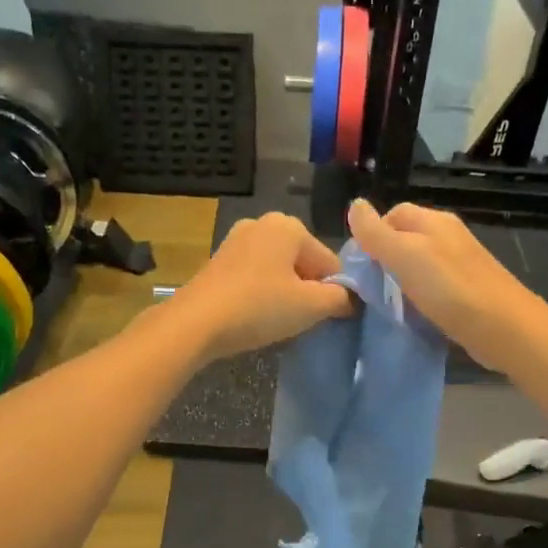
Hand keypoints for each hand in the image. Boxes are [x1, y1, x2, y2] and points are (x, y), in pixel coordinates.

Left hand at [168, 212, 353, 360]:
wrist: (195, 323)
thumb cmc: (258, 308)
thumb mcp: (310, 306)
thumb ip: (341, 298)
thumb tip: (352, 298)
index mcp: (289, 225)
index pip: (330, 262)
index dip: (334, 292)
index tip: (327, 317)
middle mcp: (263, 223)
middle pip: (304, 262)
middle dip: (308, 290)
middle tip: (300, 320)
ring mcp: (236, 240)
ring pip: (279, 270)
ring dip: (285, 293)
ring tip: (277, 320)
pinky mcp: (218, 260)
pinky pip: (255, 276)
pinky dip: (262, 293)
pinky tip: (255, 315)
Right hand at [346, 199, 547, 370]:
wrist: (505, 329)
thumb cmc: (450, 289)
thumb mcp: (405, 255)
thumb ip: (376, 233)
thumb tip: (354, 205)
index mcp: (434, 221)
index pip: (391, 215)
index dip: (371, 235)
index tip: (359, 266)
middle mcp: (448, 237)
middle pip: (405, 240)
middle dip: (384, 260)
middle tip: (369, 288)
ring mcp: (460, 265)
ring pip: (418, 266)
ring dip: (401, 282)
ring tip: (388, 304)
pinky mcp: (467, 292)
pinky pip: (433, 288)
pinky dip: (419, 299)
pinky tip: (413, 316)